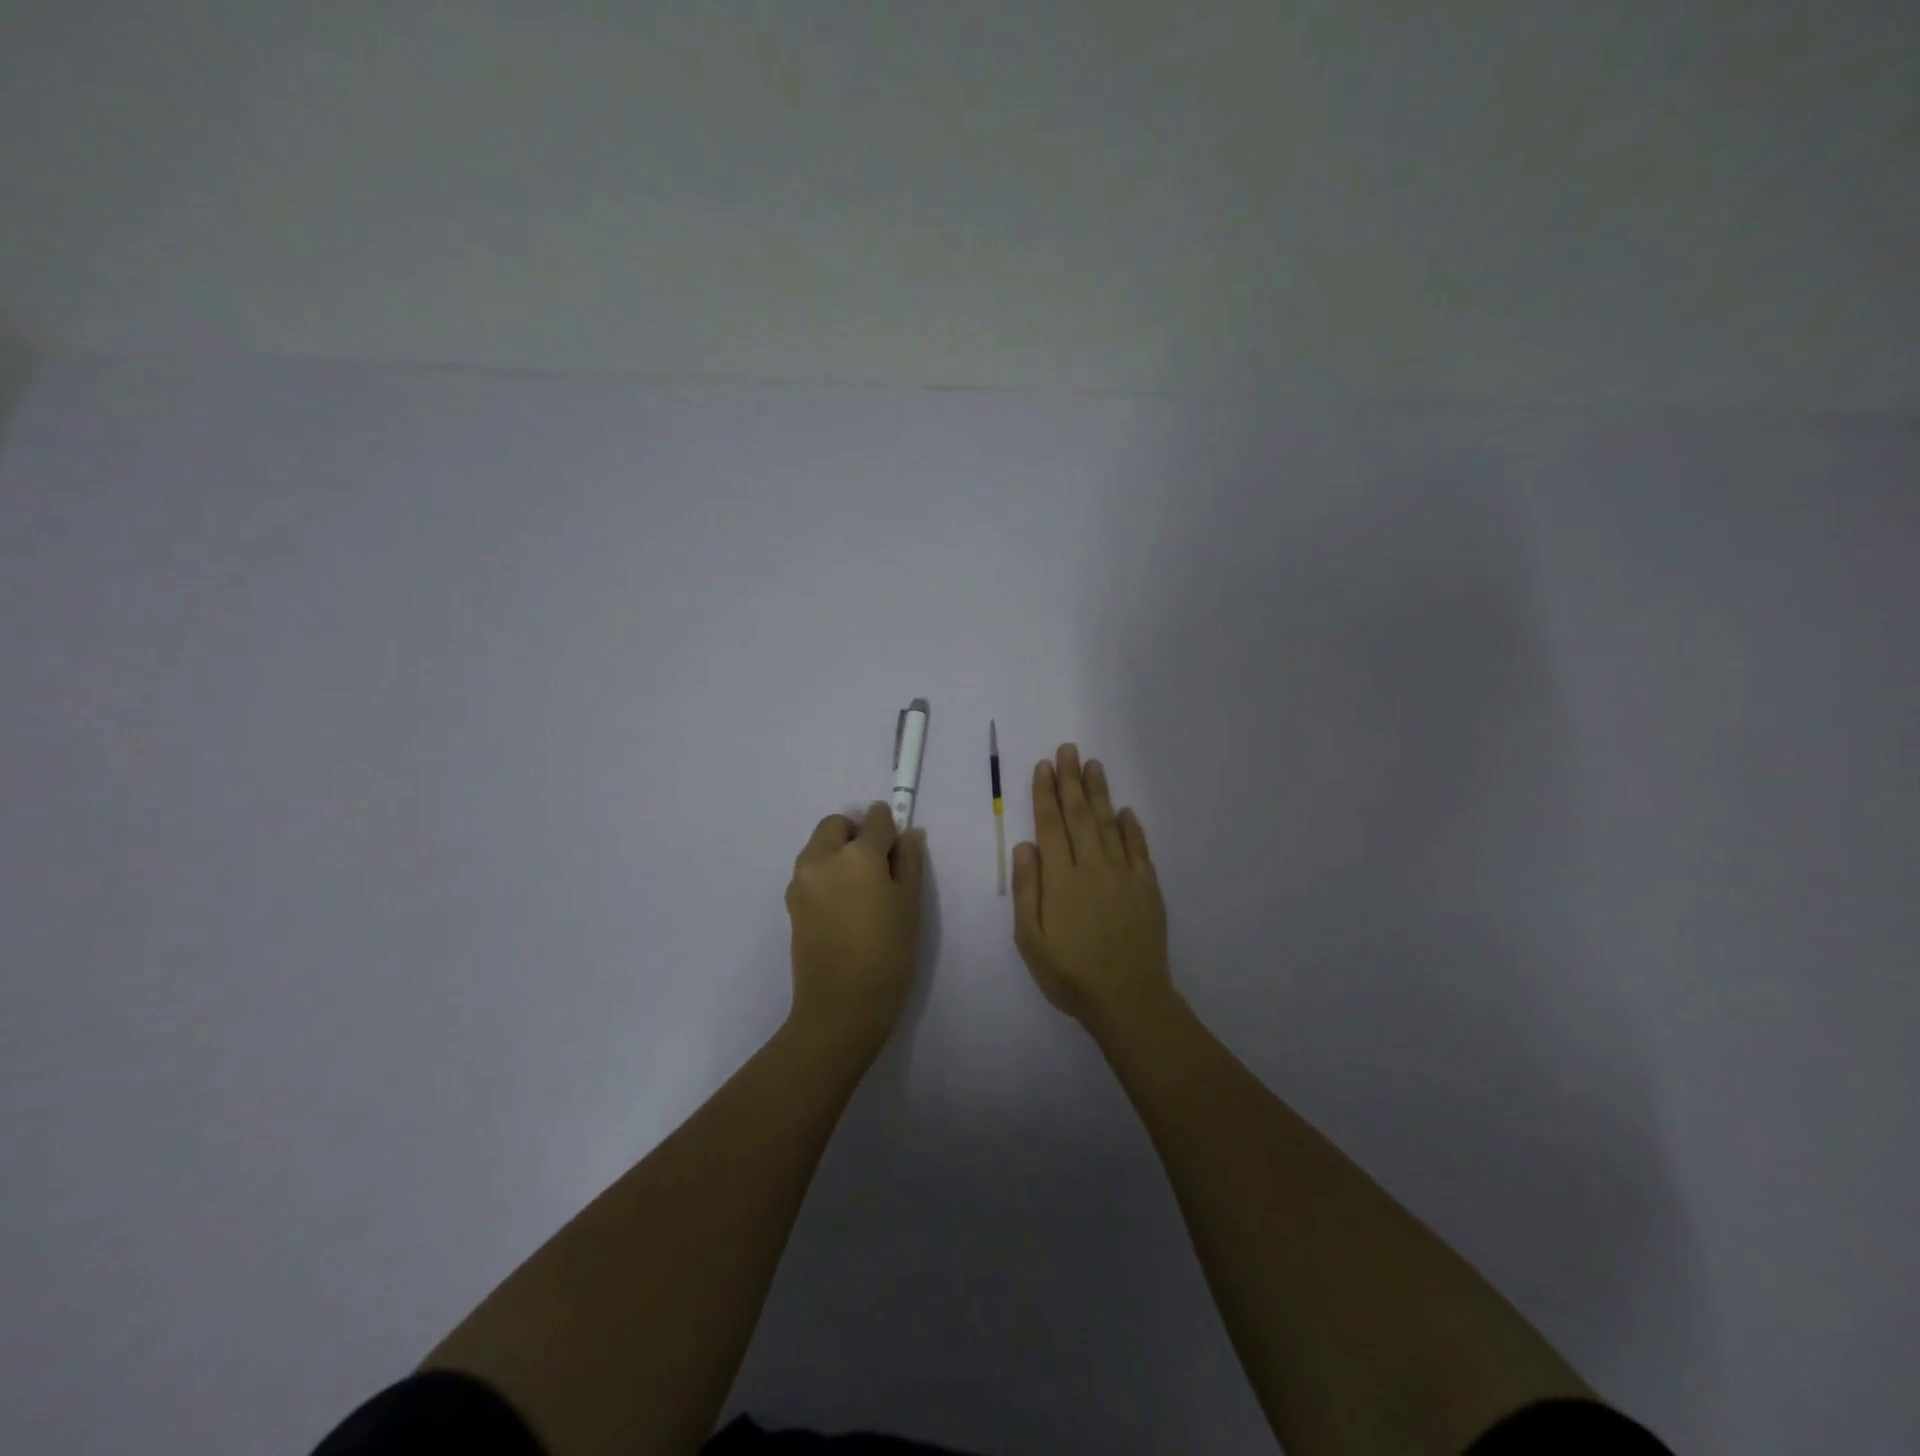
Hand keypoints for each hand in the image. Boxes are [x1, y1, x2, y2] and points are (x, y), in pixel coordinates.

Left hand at [785, 802, 926, 1047]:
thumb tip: (907, 833)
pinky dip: (826, 874)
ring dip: (838, 852)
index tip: (897, 849)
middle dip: (857, 834)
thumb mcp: (910, 904)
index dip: (889, 828)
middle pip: (837, 825)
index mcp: (857, 854)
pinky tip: (842, 909)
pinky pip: (810, 871)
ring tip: (859, 892)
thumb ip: (909, 861)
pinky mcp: (790, 902)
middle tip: (877, 868)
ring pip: (819, 846)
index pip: (876, 818)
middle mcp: (822, 857)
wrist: (840, 1006)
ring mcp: (801, 879)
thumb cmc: (887, 954)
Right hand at [1012, 744, 1173, 1033]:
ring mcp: (1124, 875)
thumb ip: (1028, 889)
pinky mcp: (1148, 887)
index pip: (1051, 825)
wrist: (1128, 999)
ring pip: (1109, 824)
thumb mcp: (1031, 940)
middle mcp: (1093, 867)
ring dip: (1099, 793)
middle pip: (1079, 815)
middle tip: (1068, 749)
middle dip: (1071, 780)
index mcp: (1061, 878)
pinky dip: (1131, 827)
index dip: (1046, 793)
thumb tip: (1024, 845)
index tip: (1044, 766)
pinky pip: (1139, 848)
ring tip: (1093, 765)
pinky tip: (1125, 811)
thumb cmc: (1070, 973)